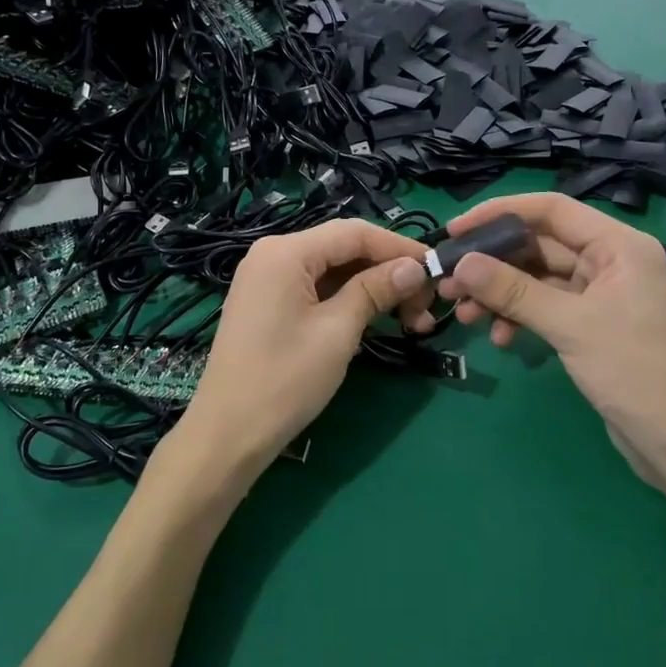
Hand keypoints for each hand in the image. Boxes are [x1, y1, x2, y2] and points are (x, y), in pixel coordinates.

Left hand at [171, 218, 434, 497]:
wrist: (228, 433)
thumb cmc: (285, 379)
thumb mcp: (338, 331)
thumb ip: (376, 290)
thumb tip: (415, 267)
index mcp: (285, 252)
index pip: (354, 233)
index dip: (399, 247)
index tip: (437, 268)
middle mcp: (272, 255)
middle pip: (343, 249)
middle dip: (388, 272)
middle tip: (426, 307)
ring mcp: (267, 280)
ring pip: (332, 271)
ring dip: (372, 289)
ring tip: (411, 321)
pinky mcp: (268, 304)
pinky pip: (316, 289)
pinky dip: (348, 301)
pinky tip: (376, 320)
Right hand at [436, 193, 665, 487]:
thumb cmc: (632, 371)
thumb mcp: (569, 325)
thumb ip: (514, 291)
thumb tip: (462, 264)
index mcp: (618, 245)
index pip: (551, 210)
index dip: (500, 213)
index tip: (456, 230)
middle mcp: (610, 260)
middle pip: (539, 245)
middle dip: (493, 264)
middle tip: (450, 282)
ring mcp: (600, 293)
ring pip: (537, 279)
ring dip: (500, 294)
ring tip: (465, 315)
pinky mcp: (590, 322)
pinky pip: (545, 306)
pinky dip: (520, 317)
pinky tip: (500, 338)